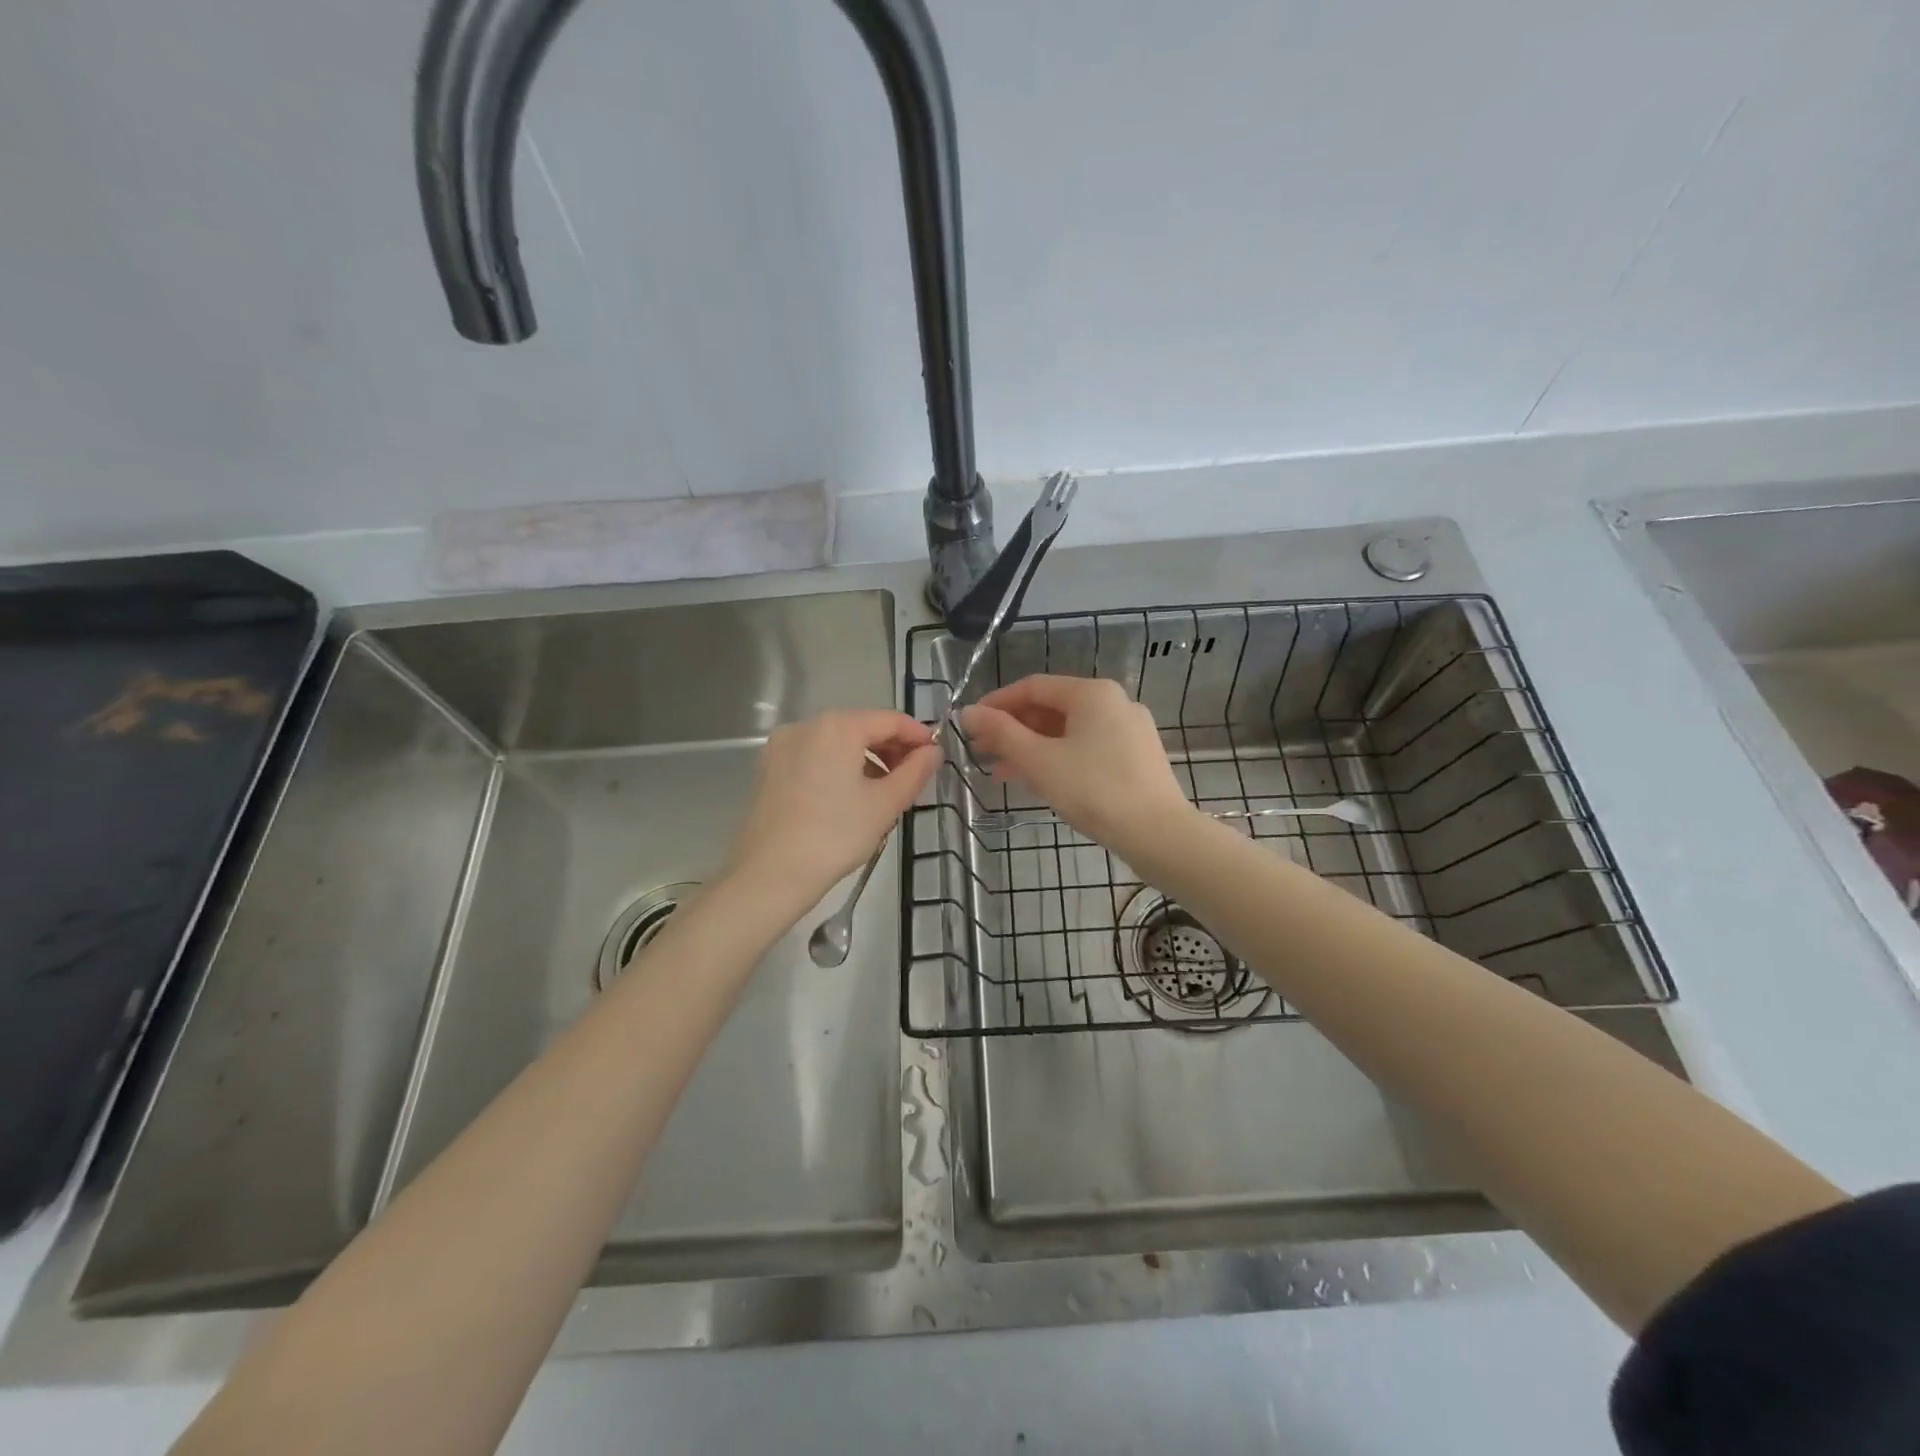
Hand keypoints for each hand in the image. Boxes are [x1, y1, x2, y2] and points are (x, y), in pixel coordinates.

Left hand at [724, 709, 940, 911]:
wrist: (769, 874)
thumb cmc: (835, 835)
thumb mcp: (885, 804)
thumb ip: (915, 771)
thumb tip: (933, 751)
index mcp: (837, 727)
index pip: (890, 720)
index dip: (918, 736)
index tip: (936, 757)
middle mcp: (806, 725)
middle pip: (861, 727)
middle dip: (891, 748)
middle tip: (912, 778)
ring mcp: (782, 746)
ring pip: (836, 742)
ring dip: (865, 759)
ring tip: (883, 791)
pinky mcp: (768, 768)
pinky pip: (814, 757)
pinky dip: (837, 767)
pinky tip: (848, 797)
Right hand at [959, 675, 1193, 850]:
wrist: (1158, 834)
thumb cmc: (1094, 790)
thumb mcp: (1039, 761)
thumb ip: (1001, 733)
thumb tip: (968, 712)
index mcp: (1092, 693)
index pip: (1033, 686)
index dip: (997, 703)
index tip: (970, 725)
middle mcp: (1114, 702)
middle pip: (1051, 708)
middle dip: (1014, 729)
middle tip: (982, 752)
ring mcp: (1129, 730)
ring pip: (1069, 731)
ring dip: (1033, 747)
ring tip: (1003, 773)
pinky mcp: (1137, 757)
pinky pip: (1087, 748)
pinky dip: (1059, 758)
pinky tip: (1040, 781)